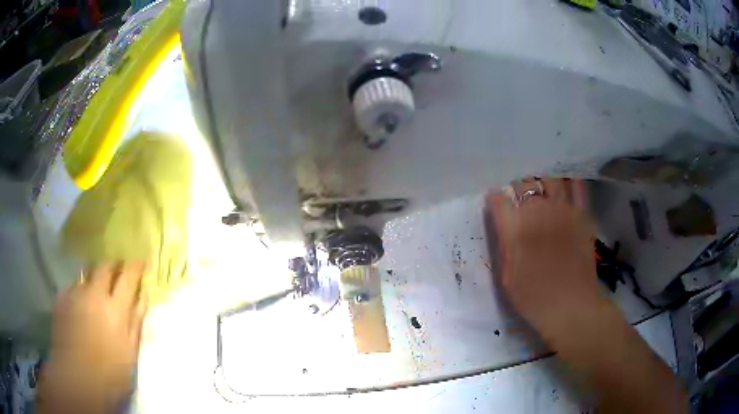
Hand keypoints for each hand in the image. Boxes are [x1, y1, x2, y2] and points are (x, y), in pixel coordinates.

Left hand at [39, 262, 147, 413]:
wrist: (76, 378)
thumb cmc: (110, 374)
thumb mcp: (129, 353)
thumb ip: (135, 323)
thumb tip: (142, 299)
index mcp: (115, 309)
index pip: (128, 277)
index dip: (136, 266)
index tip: (141, 261)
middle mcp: (94, 294)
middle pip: (104, 266)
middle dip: (113, 265)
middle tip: (118, 270)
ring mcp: (75, 294)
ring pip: (86, 274)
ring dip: (94, 278)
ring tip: (97, 289)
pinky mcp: (61, 299)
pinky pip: (73, 286)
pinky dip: (80, 290)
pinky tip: (80, 304)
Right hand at [485, 178, 598, 339]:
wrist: (571, 307)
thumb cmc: (534, 298)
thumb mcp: (507, 277)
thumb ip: (504, 245)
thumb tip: (503, 225)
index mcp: (516, 228)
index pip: (499, 200)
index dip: (495, 199)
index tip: (495, 203)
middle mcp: (538, 211)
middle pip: (523, 184)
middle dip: (516, 188)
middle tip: (516, 198)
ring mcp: (563, 210)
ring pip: (549, 180)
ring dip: (541, 182)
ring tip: (540, 191)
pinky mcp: (582, 215)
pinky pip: (577, 188)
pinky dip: (569, 183)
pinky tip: (565, 188)